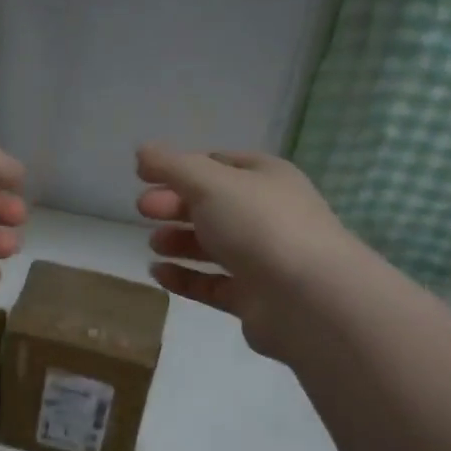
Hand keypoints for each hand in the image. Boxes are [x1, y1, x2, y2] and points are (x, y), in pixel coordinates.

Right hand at [136, 145, 349, 360]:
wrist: (308, 299)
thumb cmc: (259, 225)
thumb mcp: (210, 183)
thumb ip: (173, 166)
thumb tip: (143, 150)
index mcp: (265, 177)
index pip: (217, 164)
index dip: (179, 167)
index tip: (143, 176)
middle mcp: (267, 214)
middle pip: (211, 204)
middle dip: (175, 204)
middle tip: (142, 210)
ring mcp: (262, 258)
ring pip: (212, 245)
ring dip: (179, 240)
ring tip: (154, 244)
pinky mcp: (253, 298)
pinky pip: (212, 283)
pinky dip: (185, 277)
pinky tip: (158, 273)